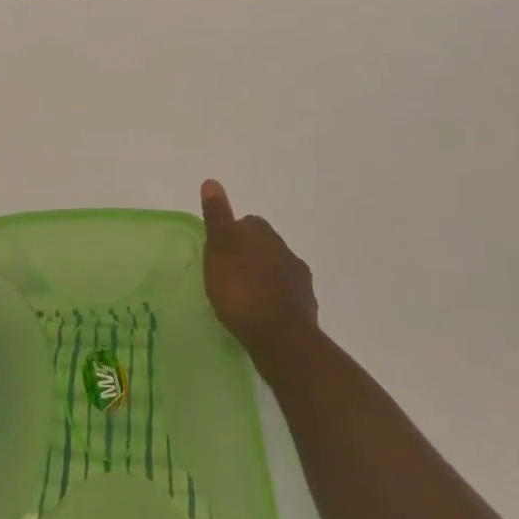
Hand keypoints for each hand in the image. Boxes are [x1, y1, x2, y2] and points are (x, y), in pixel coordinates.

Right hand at [200, 180, 317, 357]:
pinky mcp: (306, 306)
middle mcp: (286, 249)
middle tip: (227, 275)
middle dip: (248, 255)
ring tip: (243, 298)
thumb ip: (217, 216)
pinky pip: (286, 295)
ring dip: (262, 277)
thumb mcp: (220, 248)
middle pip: (263, 245)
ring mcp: (300, 278)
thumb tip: (212, 182)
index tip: (218, 253)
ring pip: (277, 269)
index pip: (247, 223)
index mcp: (264, 233)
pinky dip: (274, 300)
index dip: (231, 235)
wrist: (280, 336)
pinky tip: (262, 315)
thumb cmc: (241, 289)